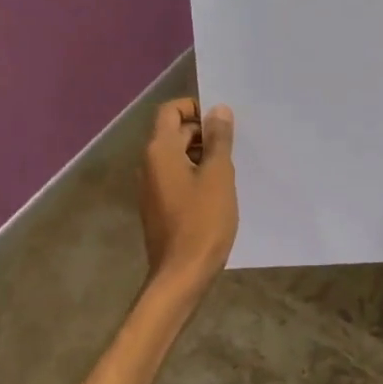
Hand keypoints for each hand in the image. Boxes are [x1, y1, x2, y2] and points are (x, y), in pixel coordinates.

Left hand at [140, 98, 237, 290]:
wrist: (181, 275)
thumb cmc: (203, 221)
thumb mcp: (218, 176)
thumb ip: (219, 140)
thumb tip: (218, 110)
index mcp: (160, 150)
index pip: (170, 111)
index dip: (194, 108)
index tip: (221, 120)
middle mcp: (149, 164)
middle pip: (174, 133)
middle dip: (203, 133)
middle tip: (234, 145)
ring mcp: (151, 187)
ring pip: (176, 156)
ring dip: (201, 155)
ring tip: (229, 168)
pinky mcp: (158, 207)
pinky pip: (176, 178)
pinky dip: (194, 175)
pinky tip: (217, 191)